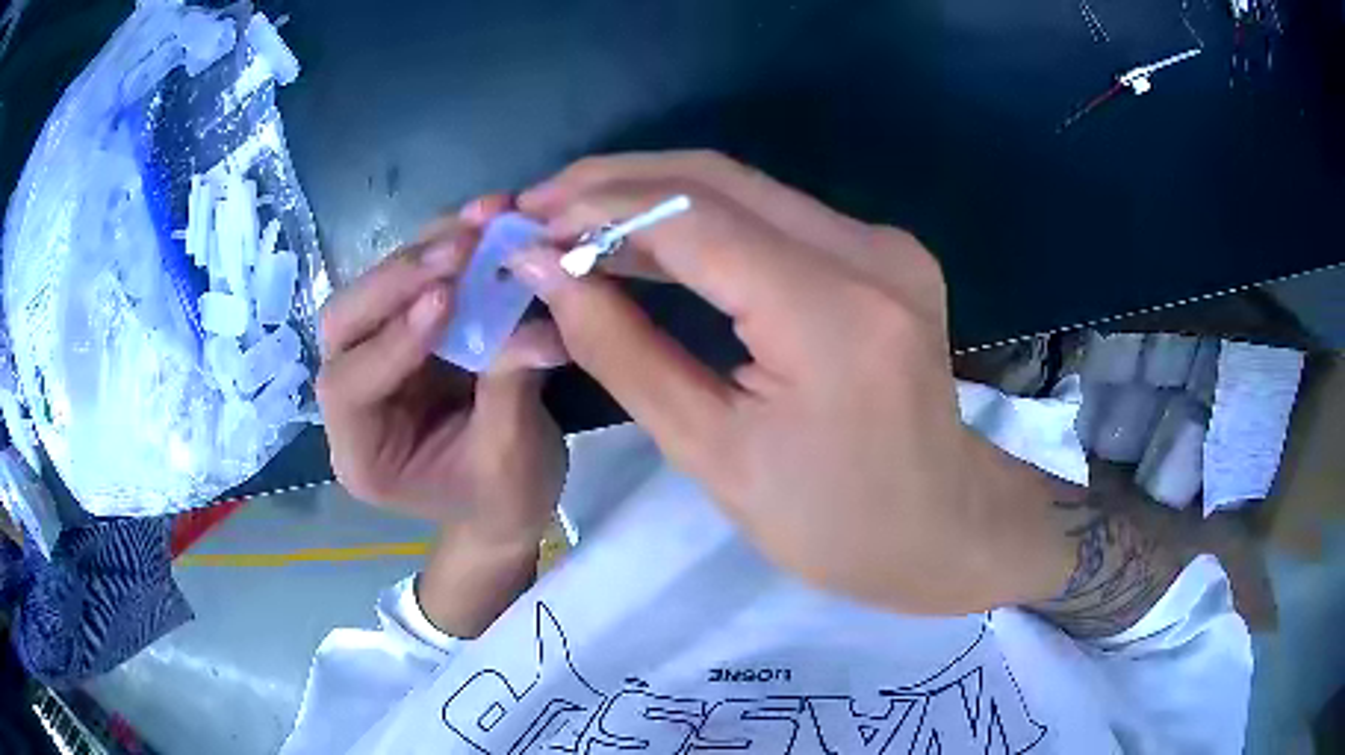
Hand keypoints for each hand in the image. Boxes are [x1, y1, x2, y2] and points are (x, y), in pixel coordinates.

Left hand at [316, 196, 566, 550]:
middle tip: (461, 247)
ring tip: (481, 223)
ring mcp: (375, 358)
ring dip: (426, 251)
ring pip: (375, 290)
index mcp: (362, 453)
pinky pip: (413, 280)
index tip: (447, 297)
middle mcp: (354, 400)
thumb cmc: (503, 499)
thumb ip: (510, 387)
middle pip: (344, 325)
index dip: (391, 339)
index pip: (349, 388)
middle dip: (398, 280)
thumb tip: (538, 321)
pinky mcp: (405, 332)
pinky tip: (483, 225)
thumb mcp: (512, 459)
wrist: (505, 503)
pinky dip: (446, 248)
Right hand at [509, 152, 1072, 613]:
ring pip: (743, 185)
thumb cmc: (833, 522)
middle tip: (538, 206)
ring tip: (573, 219)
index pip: (691, 219)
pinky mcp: (883, 250)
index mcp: (831, 312)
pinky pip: (773, 212)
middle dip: (615, 183)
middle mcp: (868, 251)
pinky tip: (646, 238)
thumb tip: (547, 271)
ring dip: (651, 195)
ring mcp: (884, 243)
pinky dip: (699, 218)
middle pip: (716, 178)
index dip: (597, 211)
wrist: (943, 525)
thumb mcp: (713, 453)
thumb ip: (623, 350)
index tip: (526, 222)